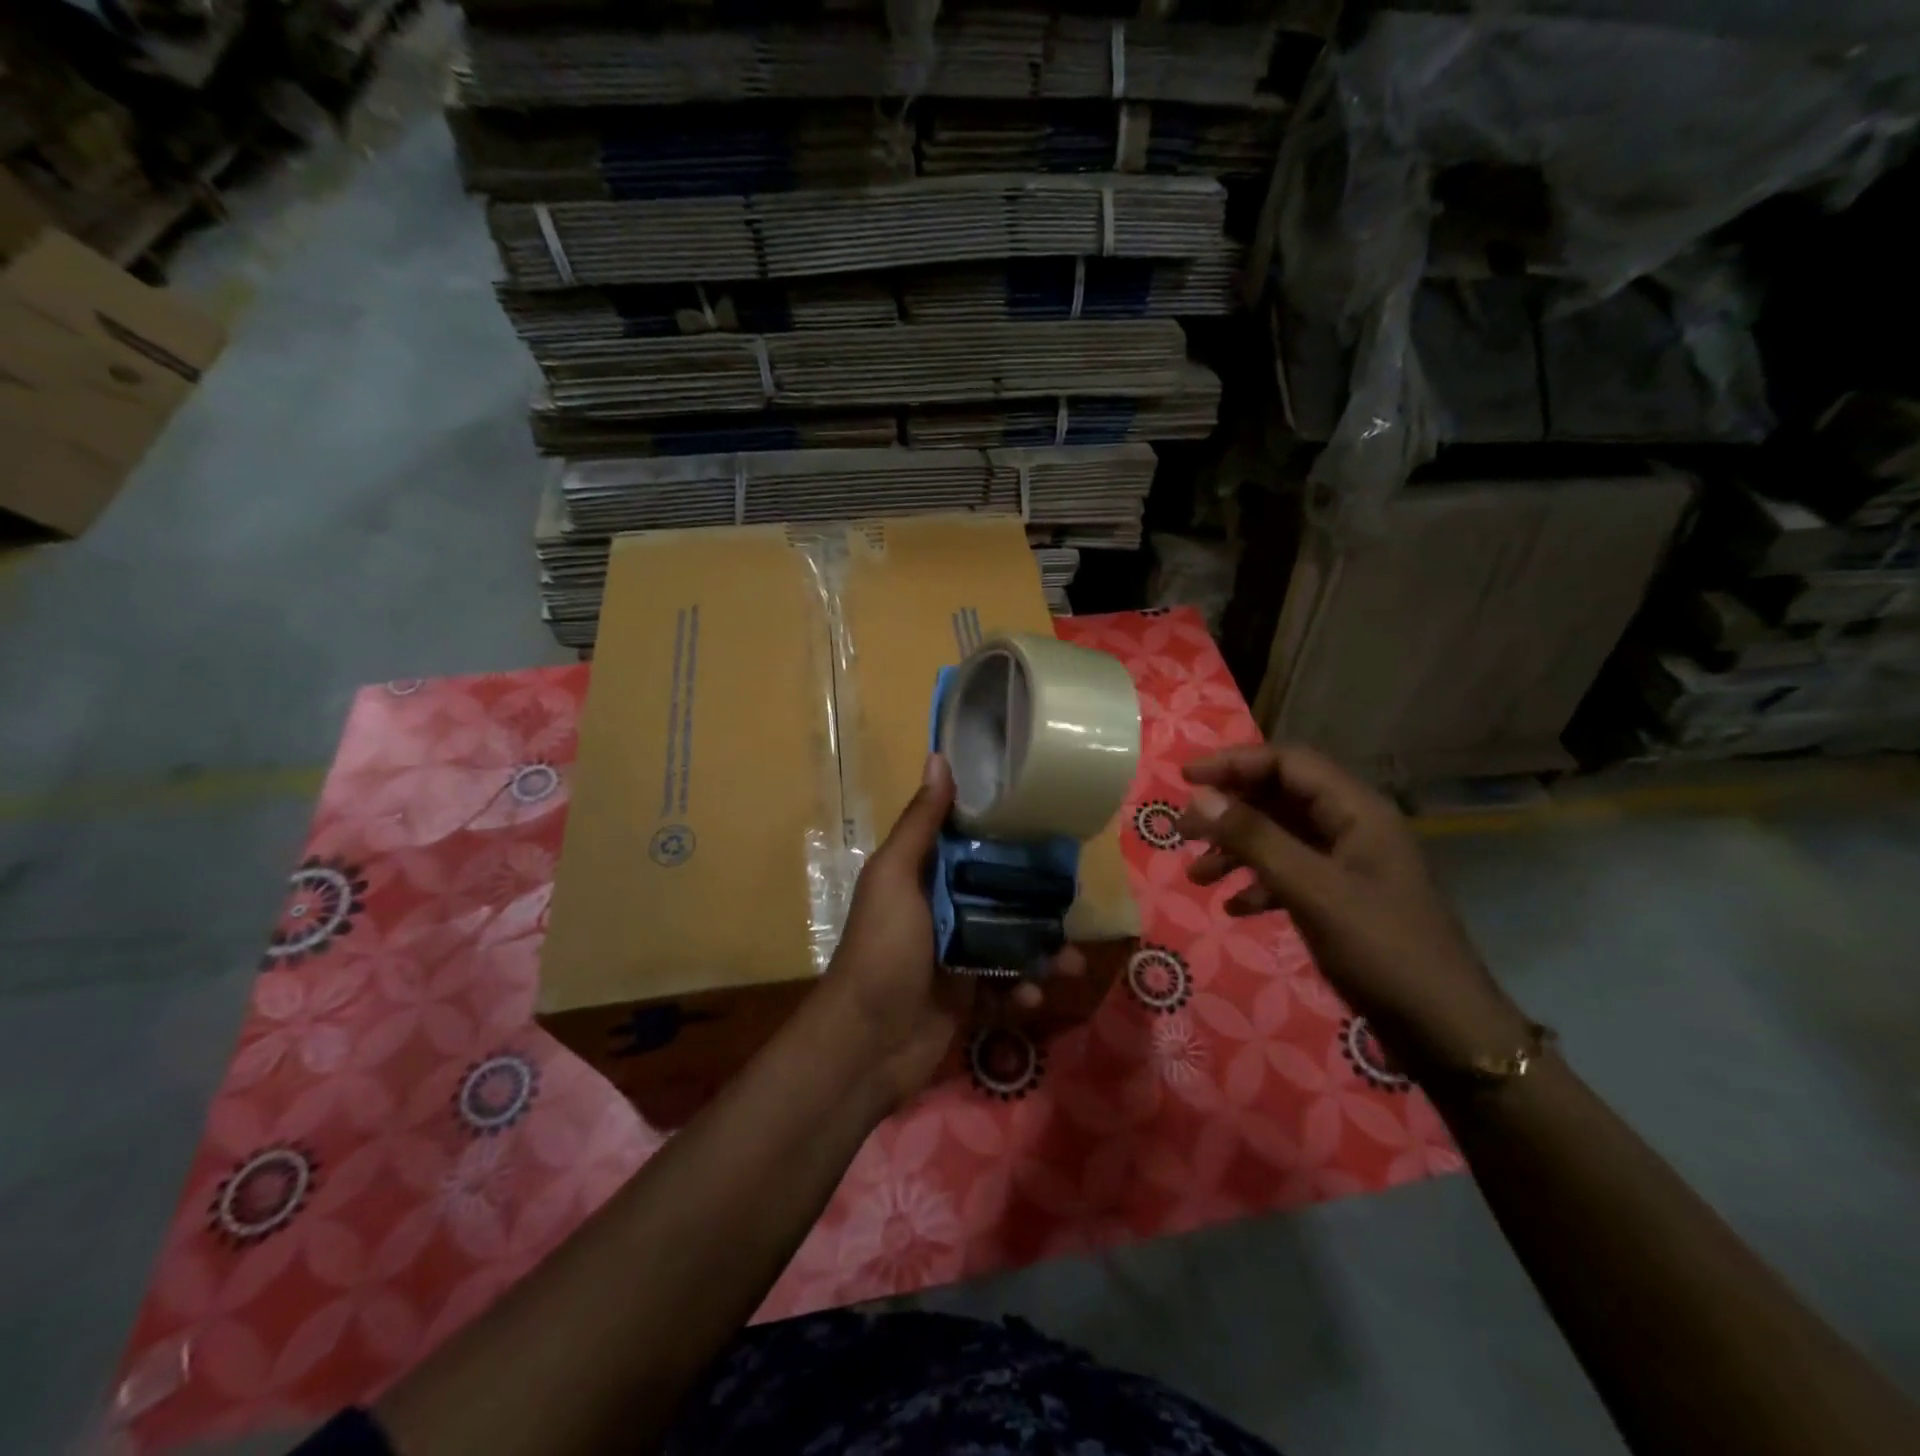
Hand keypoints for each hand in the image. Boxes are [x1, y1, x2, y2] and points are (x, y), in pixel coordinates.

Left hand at [822, 752, 1082, 1106]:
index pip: (971, 843)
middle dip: (1038, 899)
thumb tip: (938, 757)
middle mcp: (942, 908)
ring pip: (1012, 940)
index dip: (1006, 834)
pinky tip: (1031, 996)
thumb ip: (920, 824)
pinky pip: (1007, 985)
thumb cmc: (882, 949)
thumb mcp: (895, 877)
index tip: (1048, 825)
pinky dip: (1024, 990)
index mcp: (923, 874)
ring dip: (1043, 950)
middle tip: (1074, 902)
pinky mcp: (969, 995)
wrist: (867, 1043)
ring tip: (1069, 961)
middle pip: (1000, 893)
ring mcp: (957, 954)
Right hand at [1177, 744, 1527, 1075]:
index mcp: (1357, 811)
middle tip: (1182, 831)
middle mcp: (1353, 828)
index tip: (1185, 781)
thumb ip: (1255, 839)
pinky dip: (1258, 884)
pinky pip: (1291, 874)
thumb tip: (1201, 796)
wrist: (1446, 1033)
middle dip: (1229, 811)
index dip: (1234, 763)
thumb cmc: (1381, 951)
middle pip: (1280, 798)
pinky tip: (1234, 909)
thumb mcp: (1311, 890)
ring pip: (1281, 838)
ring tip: (1198, 876)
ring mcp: (1350, 865)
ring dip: (1237, 851)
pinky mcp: (1344, 899)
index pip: (1288, 763)